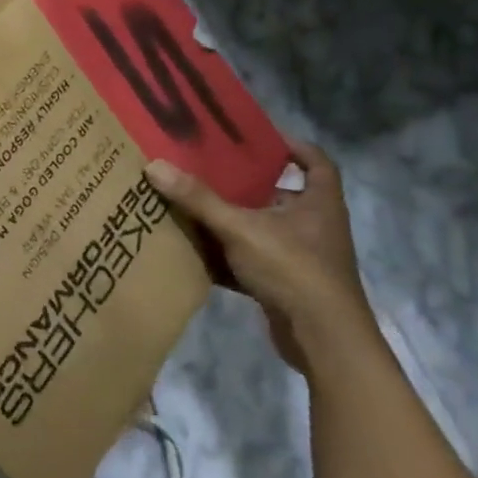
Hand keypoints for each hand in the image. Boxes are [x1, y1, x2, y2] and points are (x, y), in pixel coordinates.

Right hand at [146, 141, 378, 373]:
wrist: (322, 339)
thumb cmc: (292, 269)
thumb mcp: (240, 228)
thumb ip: (198, 199)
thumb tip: (155, 165)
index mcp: (318, 203)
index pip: (315, 162)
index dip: (292, 146)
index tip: (257, 138)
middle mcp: (314, 226)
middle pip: (280, 195)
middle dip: (246, 185)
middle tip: (207, 170)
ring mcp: (302, 258)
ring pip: (262, 230)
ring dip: (232, 221)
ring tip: (192, 206)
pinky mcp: (286, 285)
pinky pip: (252, 261)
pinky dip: (228, 257)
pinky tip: (197, 253)